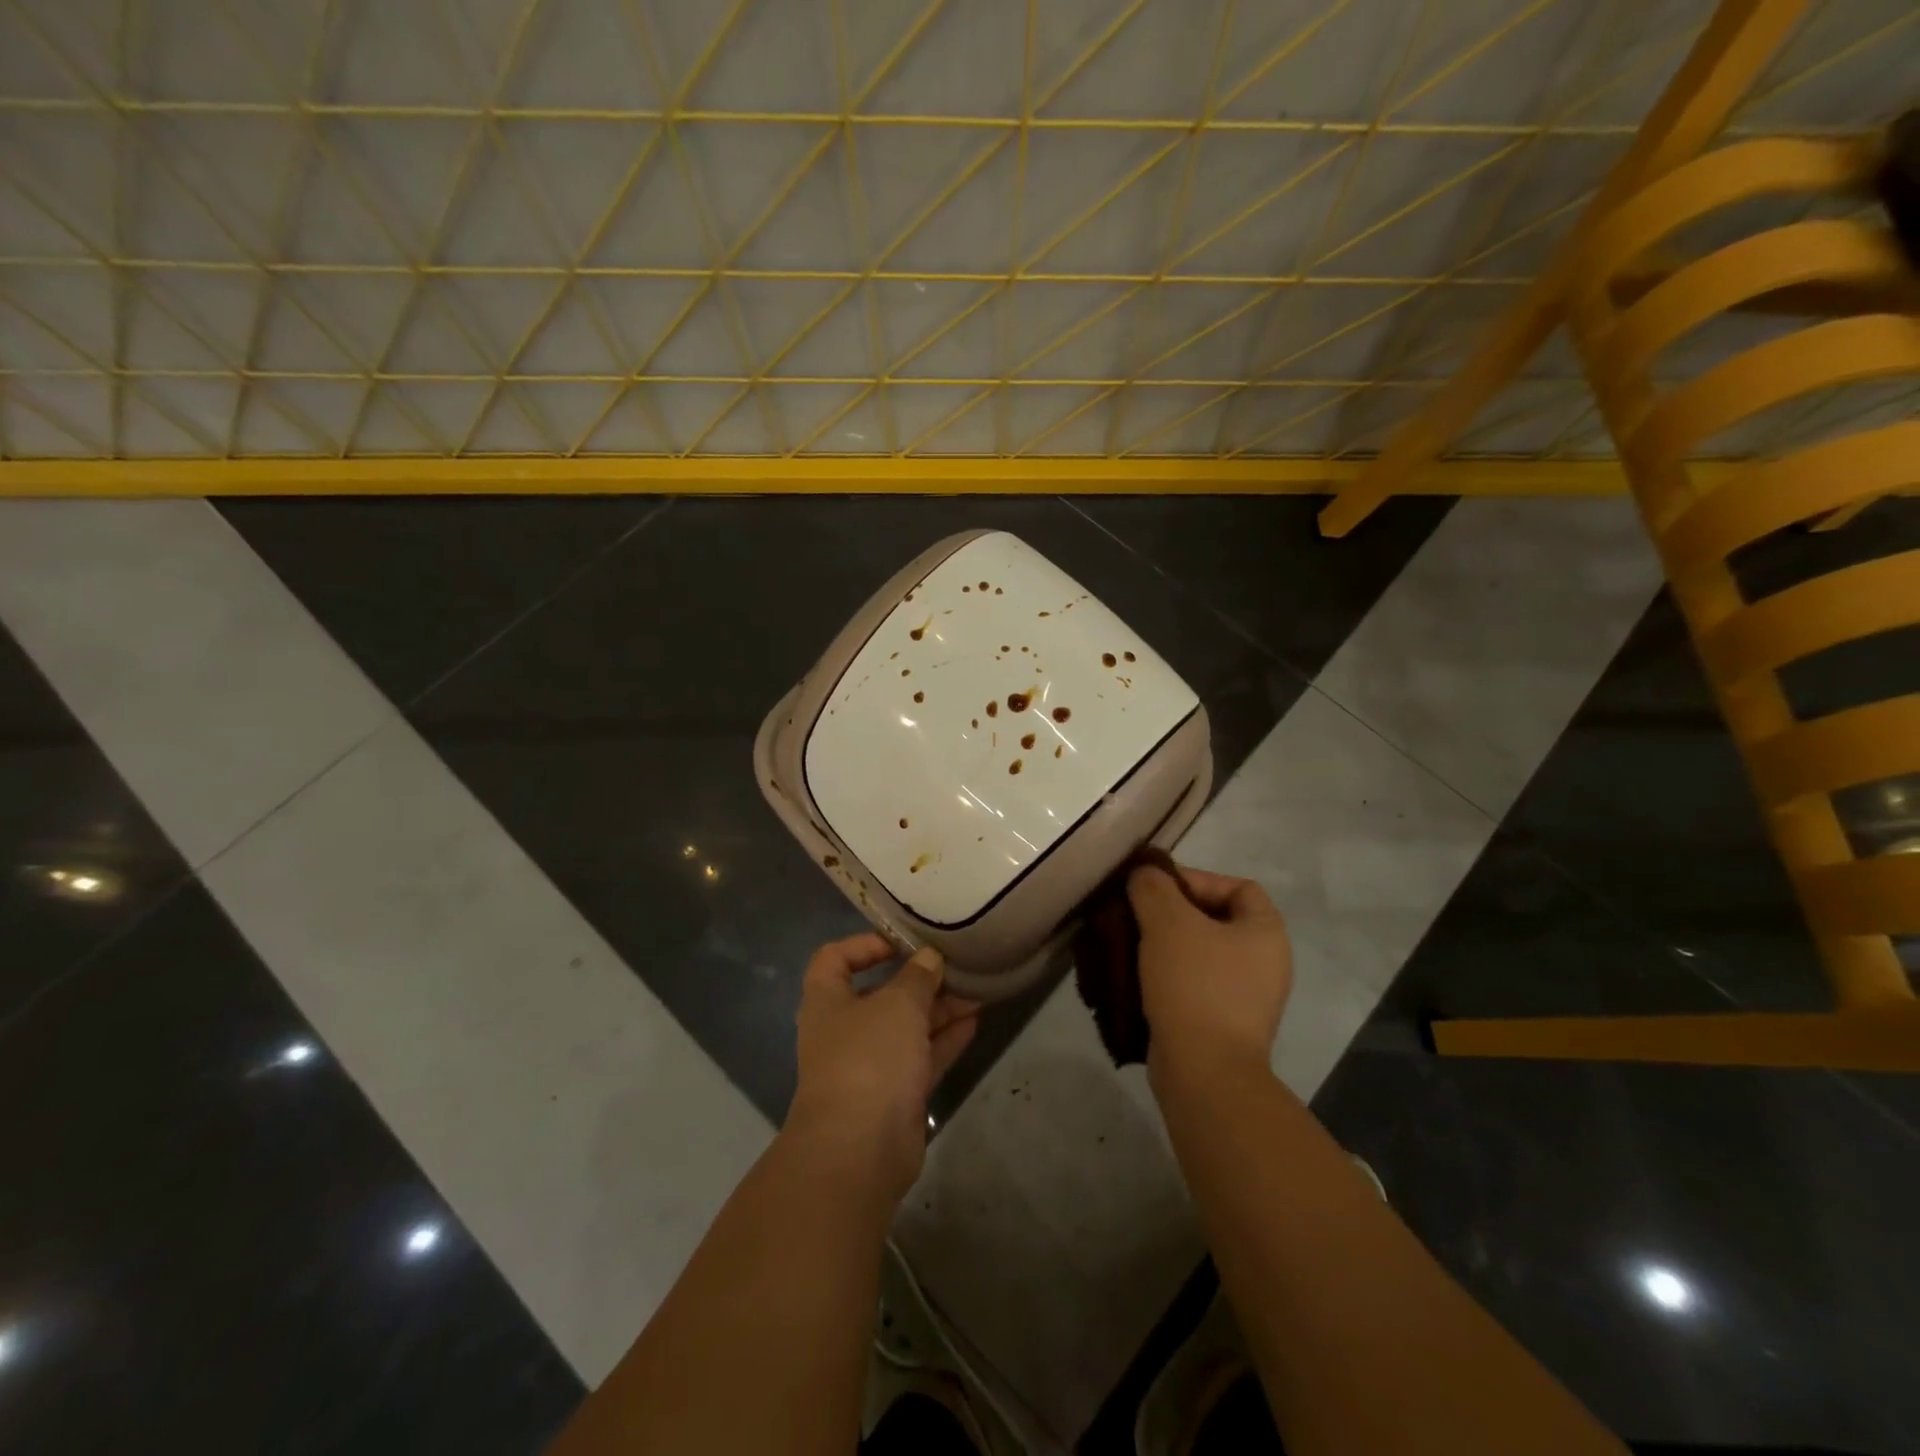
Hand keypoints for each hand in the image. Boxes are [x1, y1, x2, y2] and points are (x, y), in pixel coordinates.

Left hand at [787, 934, 979, 1204]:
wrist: (860, 1150)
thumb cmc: (869, 1058)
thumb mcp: (897, 1004)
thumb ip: (917, 976)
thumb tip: (929, 957)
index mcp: (828, 1001)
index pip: (835, 959)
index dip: (865, 944)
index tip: (904, 941)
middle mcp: (844, 1030)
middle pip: (880, 994)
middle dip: (918, 980)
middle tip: (955, 965)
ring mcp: (869, 1065)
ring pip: (906, 1027)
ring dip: (939, 1009)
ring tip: (977, 990)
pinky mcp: (894, 1095)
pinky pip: (921, 1057)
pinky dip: (945, 1039)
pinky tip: (975, 1021)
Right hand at [1127, 864, 1290, 1082]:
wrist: (1204, 1073)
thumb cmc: (1194, 985)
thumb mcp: (1167, 922)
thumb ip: (1153, 887)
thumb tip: (1144, 874)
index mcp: (1266, 933)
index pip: (1237, 886)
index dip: (1197, 879)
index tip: (1157, 890)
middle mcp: (1265, 963)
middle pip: (1215, 919)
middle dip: (1173, 913)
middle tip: (1137, 915)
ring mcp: (1247, 998)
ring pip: (1200, 954)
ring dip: (1165, 946)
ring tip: (1130, 945)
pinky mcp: (1223, 1025)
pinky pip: (1194, 986)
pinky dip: (1167, 977)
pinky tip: (1137, 978)